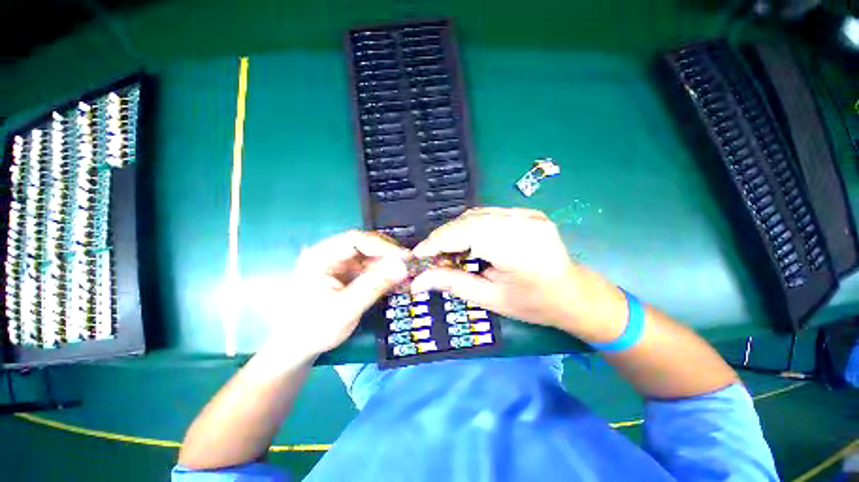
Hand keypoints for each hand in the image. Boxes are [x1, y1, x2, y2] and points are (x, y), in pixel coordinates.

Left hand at [274, 231, 407, 357]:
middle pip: (365, 245)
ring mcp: (340, 264)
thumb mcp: (345, 309)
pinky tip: (397, 280)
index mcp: (320, 256)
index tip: (403, 257)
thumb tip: (403, 267)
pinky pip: (371, 268)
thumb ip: (374, 286)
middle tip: (409, 264)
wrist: (298, 348)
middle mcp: (330, 254)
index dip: (382, 245)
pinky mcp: (348, 274)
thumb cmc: (313, 330)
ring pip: (371, 256)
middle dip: (388, 254)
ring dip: (389, 264)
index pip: (355, 240)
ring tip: (407, 273)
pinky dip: (385, 273)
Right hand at [410, 208, 625, 340]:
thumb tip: (418, 280)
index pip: (465, 233)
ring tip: (448, 252)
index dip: (436, 242)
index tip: (417, 255)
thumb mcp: (490, 299)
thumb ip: (453, 284)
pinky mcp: (526, 212)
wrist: (572, 293)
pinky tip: (468, 242)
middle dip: (443, 238)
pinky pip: (488, 214)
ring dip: (455, 231)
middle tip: (431, 257)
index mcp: (517, 248)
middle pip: (468, 221)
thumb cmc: (533, 303)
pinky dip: (470, 226)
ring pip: (476, 214)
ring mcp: (527, 214)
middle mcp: (523, 223)